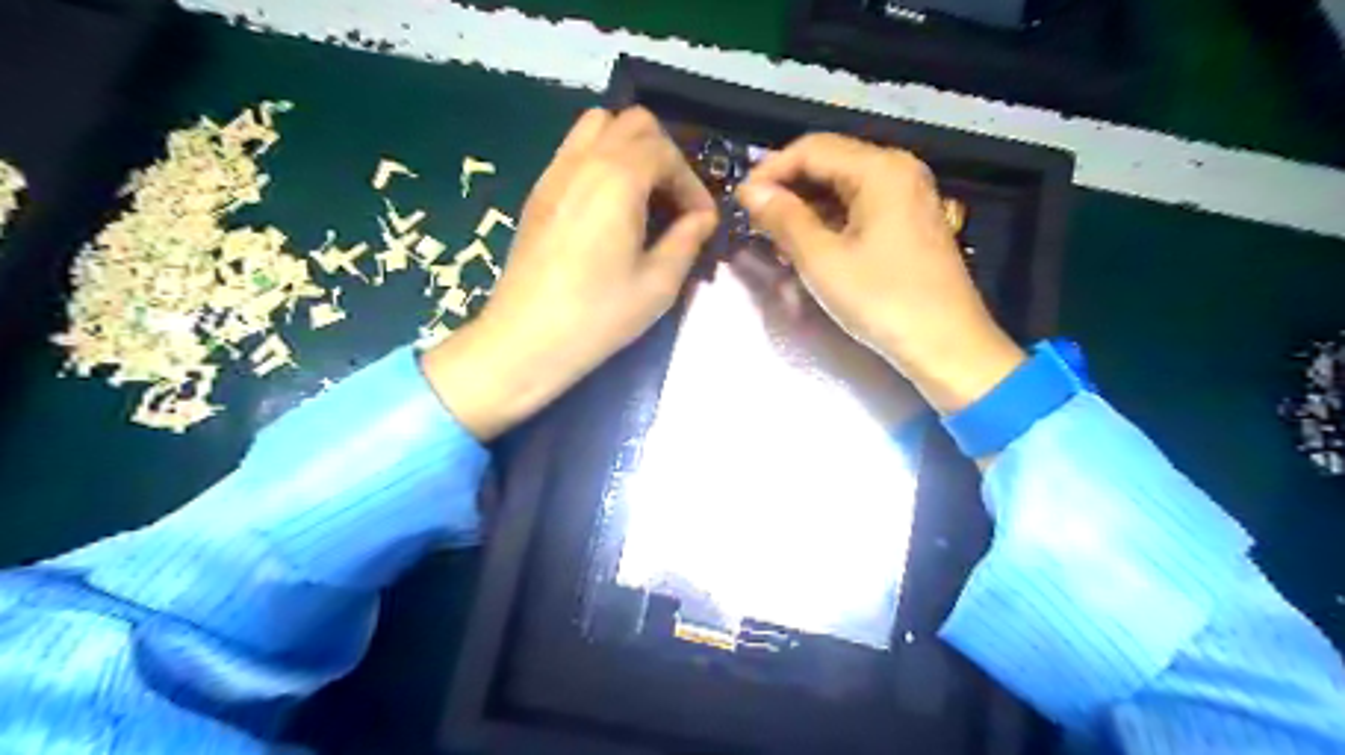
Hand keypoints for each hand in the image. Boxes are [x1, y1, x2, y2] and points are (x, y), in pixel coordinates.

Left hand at [426, 106, 719, 439]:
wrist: (525, 341)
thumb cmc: (597, 316)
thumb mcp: (658, 284)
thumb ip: (687, 240)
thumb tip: (702, 218)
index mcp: (617, 179)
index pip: (665, 152)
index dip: (692, 184)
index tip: (701, 221)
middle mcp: (583, 161)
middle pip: (633, 123)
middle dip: (664, 155)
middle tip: (674, 202)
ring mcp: (554, 173)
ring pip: (598, 126)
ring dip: (630, 148)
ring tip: (642, 196)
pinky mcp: (538, 192)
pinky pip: (574, 150)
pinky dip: (601, 159)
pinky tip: (609, 206)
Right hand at [730, 134, 1025, 411]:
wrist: (947, 346)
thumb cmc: (883, 301)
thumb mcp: (823, 260)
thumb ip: (784, 219)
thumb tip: (751, 191)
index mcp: (880, 169)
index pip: (811, 149)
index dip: (770, 170)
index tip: (741, 200)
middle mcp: (898, 171)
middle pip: (829, 163)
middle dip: (788, 189)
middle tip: (755, 221)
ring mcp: (908, 196)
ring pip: (843, 188)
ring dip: (806, 208)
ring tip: (776, 238)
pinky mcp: (910, 222)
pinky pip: (860, 208)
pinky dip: (830, 222)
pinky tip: (809, 247)